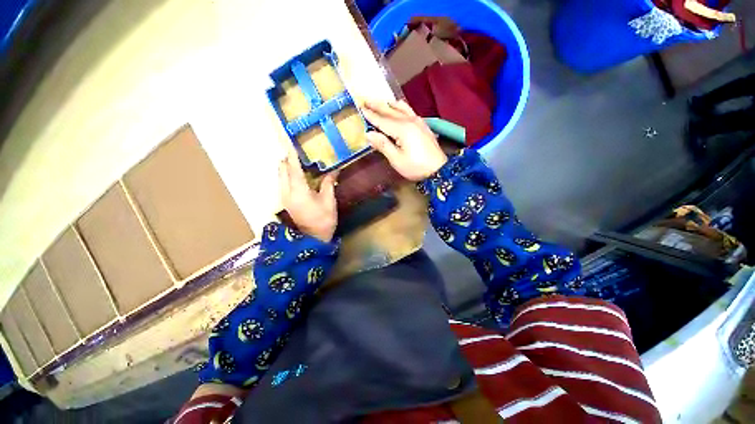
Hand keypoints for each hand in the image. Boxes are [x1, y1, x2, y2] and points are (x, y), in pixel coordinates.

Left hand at [278, 153, 337, 242]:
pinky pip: (283, 182)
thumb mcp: (329, 201)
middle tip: (300, 152)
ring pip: (281, 176)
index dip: (292, 154)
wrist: (314, 239)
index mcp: (298, 191)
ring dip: (287, 167)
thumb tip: (334, 170)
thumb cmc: (323, 220)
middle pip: (282, 169)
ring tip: (301, 161)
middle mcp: (287, 192)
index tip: (290, 141)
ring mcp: (284, 197)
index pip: (293, 167)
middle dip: (288, 159)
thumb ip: (328, 183)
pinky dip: (288, 175)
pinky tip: (300, 175)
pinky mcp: (286, 201)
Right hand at [362, 100, 446, 180]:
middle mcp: (409, 121)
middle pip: (390, 111)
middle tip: (365, 99)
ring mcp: (418, 121)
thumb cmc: (416, 167)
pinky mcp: (423, 125)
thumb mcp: (397, 160)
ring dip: (389, 104)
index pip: (382, 120)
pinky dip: (401, 107)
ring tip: (380, 101)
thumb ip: (383, 145)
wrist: (439, 169)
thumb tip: (369, 134)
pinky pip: (409, 110)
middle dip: (377, 106)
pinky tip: (398, 106)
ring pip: (401, 108)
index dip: (371, 115)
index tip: (360, 107)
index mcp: (402, 129)